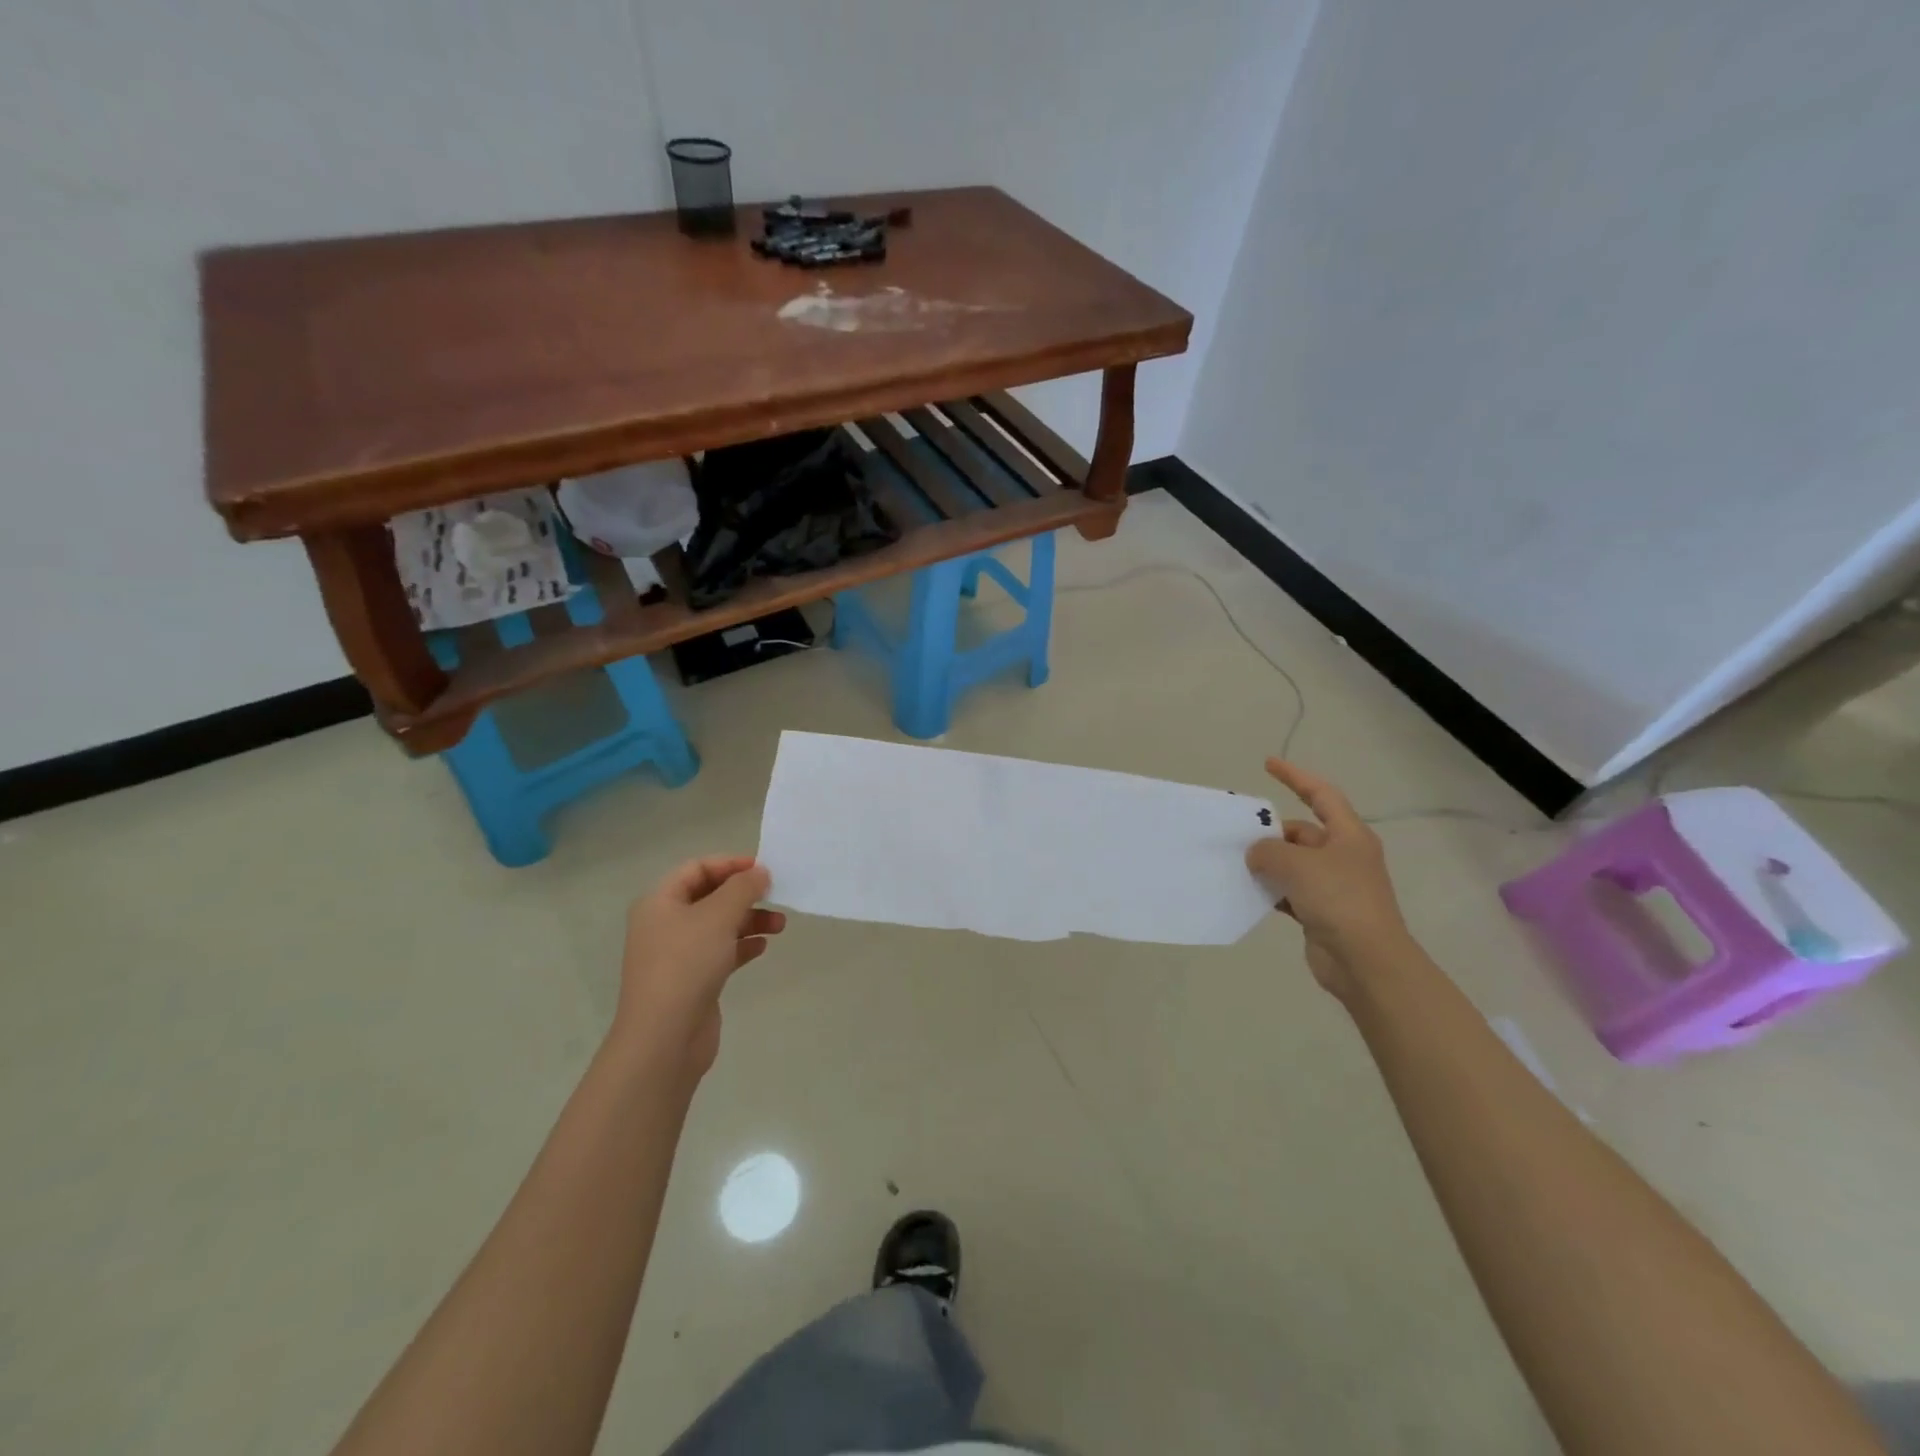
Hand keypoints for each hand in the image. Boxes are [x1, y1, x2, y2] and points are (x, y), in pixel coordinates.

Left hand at [614, 856, 784, 1077]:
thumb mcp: (718, 916)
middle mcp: (665, 924)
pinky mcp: (692, 980)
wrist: (664, 1038)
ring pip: (719, 926)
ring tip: (780, 926)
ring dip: (750, 920)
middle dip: (745, 895)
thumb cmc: (686, 964)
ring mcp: (677, 954)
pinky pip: (720, 952)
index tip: (764, 870)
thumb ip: (742, 888)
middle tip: (776, 897)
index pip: (697, 868)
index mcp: (660, 902)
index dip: (730, 864)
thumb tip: (760, 873)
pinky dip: (742, 945)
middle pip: (710, 896)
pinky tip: (763, 947)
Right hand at [1245, 759, 1408, 999]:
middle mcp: (1343, 856)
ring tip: (1235, 863)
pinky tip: (1249, 893)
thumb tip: (1256, 855)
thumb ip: (1268, 851)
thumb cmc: (1338, 899)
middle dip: (1271, 833)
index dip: (1295, 776)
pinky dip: (1271, 891)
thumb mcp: (1297, 864)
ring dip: (1268, 864)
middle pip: (1301, 833)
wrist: (1366, 962)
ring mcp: (1334, 886)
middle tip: (1238, 836)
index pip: (1321, 794)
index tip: (1268, 764)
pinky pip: (1290, 893)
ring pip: (1293, 864)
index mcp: (1348, 835)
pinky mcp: (1322, 912)